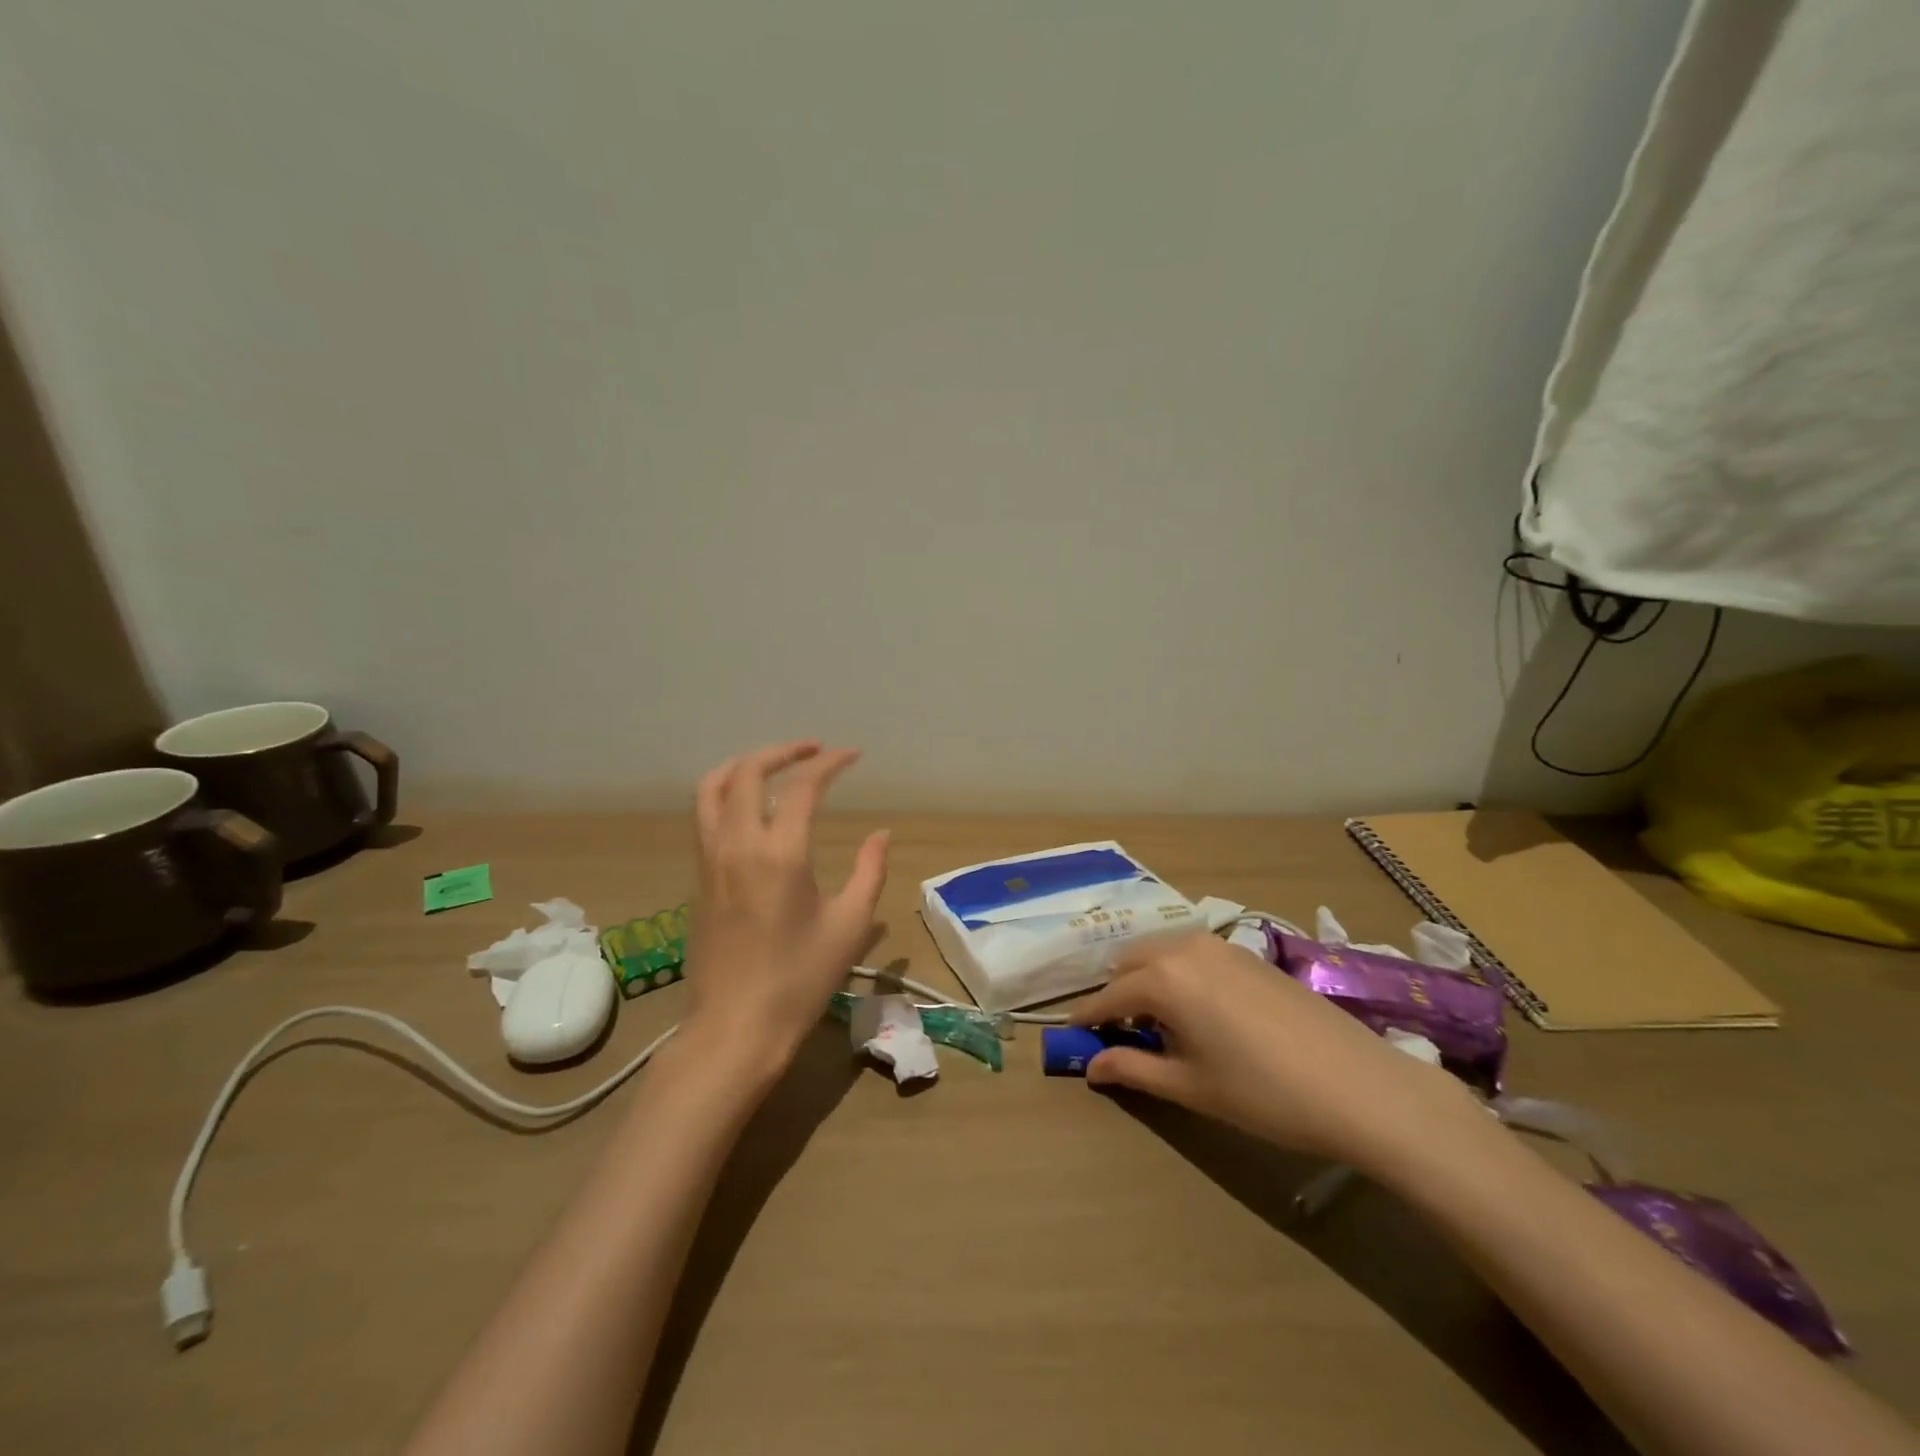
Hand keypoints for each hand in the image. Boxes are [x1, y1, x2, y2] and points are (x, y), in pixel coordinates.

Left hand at [685, 741, 889, 1065]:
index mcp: (779, 854)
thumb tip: (881, 834)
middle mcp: (737, 844)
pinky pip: (705, 815)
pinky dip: (727, 792)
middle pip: (748, 771)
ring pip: (713, 788)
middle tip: (814, 750)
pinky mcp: (698, 878)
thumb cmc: (800, 980)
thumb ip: (869, 871)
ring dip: (745, 766)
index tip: (853, 755)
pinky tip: (752, 808)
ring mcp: (710, 860)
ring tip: (775, 766)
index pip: (804, 786)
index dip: (830, 763)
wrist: (735, 1028)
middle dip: (783, 751)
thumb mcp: (850, 925)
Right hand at [1072, 934, 1485, 1173]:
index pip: (1108, 996)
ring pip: (1162, 953)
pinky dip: (1179, 974)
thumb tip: (1092, 1066)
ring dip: (1148, 980)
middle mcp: (1183, 948)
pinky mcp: (1247, 952)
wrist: (1359, 1085)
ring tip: (1162, 1024)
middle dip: (1117, 994)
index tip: (1073, 1036)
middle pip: (1130, 963)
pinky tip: (1200, 1010)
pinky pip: (1193, 954)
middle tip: (1121, 1034)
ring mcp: (1219, 945)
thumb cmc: (1263, 1093)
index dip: (1087, 1018)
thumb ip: (1134, 1069)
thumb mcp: (1191, 1087)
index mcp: (1162, 978)